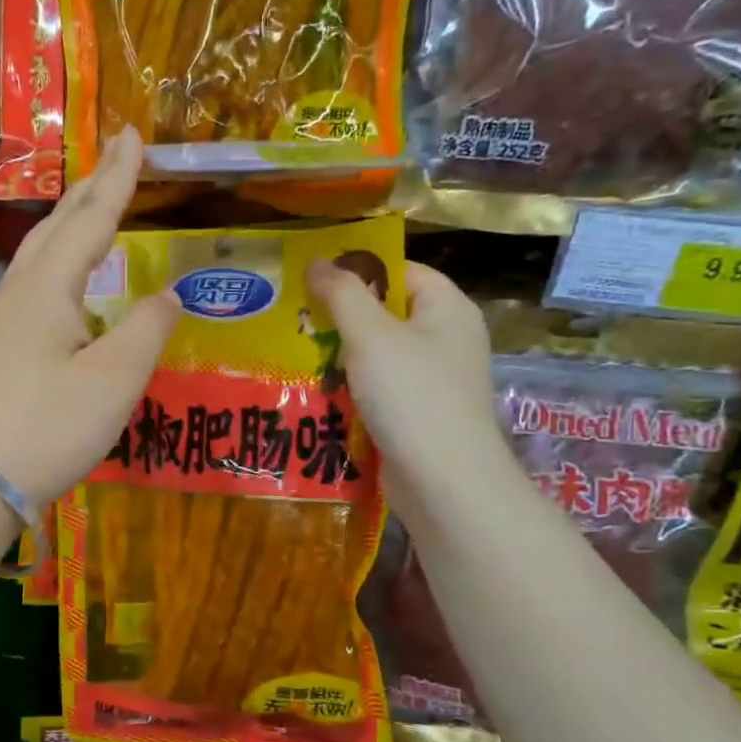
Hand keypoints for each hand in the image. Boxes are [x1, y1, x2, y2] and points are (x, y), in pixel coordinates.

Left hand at [0, 129, 179, 508]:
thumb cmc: (51, 426)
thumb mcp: (115, 378)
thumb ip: (148, 328)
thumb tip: (167, 295)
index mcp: (49, 287)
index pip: (91, 218)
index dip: (117, 177)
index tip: (132, 134)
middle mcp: (21, 291)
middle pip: (57, 226)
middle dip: (89, 190)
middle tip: (116, 159)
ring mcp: (2, 319)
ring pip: (40, 253)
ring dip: (69, 223)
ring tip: (93, 206)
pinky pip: (33, 282)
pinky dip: (58, 260)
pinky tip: (65, 278)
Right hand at [305, 258, 509, 517]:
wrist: (444, 480)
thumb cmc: (411, 395)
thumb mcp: (371, 335)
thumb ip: (342, 294)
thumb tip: (317, 261)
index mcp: (447, 308)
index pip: (400, 271)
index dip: (357, 270)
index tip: (311, 279)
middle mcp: (446, 339)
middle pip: (386, 313)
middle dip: (340, 316)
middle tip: (293, 317)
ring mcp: (433, 379)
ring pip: (377, 354)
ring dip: (338, 355)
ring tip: (293, 353)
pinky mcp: (418, 414)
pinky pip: (378, 388)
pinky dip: (349, 388)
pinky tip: (315, 392)